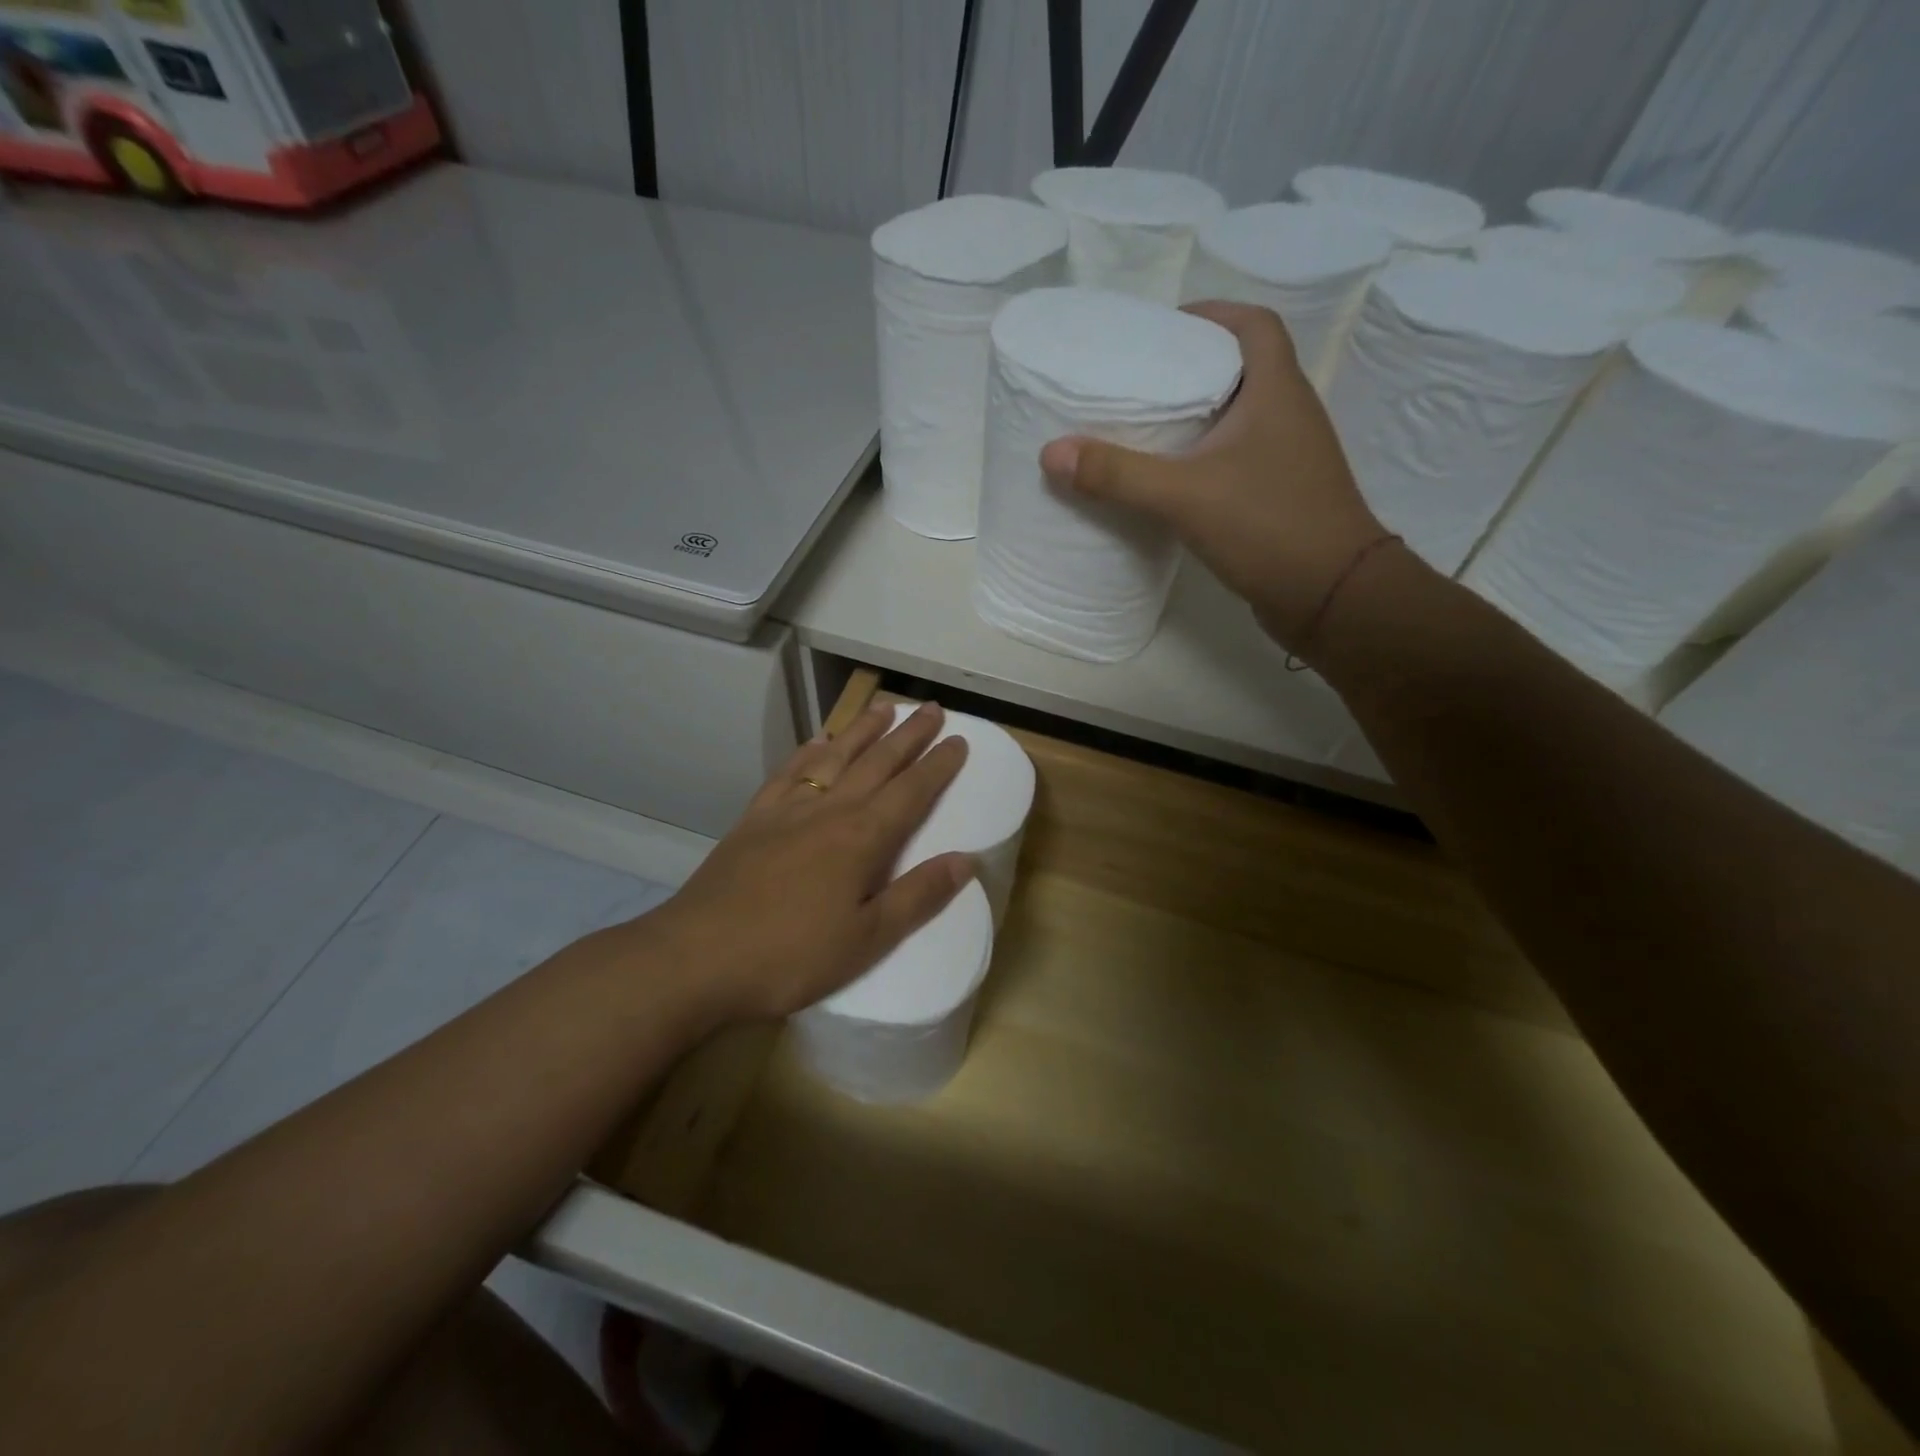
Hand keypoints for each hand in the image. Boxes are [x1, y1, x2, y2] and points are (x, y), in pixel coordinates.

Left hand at [642, 702, 975, 1021]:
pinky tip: (816, 741)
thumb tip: (967, 859)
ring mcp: (787, 810)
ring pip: (834, 757)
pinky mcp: (754, 819)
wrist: (697, 957)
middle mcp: (829, 810)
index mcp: (862, 838)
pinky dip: (807, 751)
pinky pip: (788, 773)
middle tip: (933, 709)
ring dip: (862, 730)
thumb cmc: (791, 955)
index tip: (960, 740)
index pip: (912, 791)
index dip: (939, 765)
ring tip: (883, 708)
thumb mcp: (867, 939)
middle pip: (877, 762)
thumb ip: (918, 896)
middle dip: (909, 734)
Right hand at [1040, 302, 1387, 650]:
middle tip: (1140, 380)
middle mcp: (1290, 415)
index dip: (1213, 314)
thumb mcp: (1184, 495)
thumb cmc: (1268, 526)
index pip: (1254, 325)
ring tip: (1146, 427)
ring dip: (1200, 415)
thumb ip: (1118, 474)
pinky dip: (1206, 457)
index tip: (1165, 329)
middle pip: (1243, 368)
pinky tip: (1173, 480)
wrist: (1333, 596)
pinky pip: (1238, 459)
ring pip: (1240, 417)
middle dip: (1194, 366)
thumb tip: (1052, 452)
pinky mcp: (1282, 496)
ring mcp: (1289, 458)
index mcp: (1277, 391)